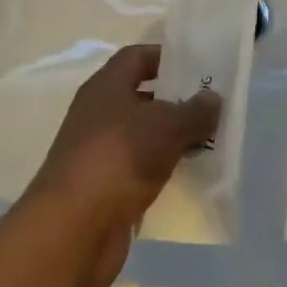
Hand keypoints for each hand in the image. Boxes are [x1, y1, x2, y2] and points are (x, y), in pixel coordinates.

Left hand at [24, 44, 219, 286]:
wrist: (73, 229)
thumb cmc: (119, 158)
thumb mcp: (166, 126)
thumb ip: (194, 110)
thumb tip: (213, 98)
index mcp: (106, 86)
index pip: (137, 57)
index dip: (166, 57)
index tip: (198, 66)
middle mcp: (98, 113)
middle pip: (142, 97)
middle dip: (176, 101)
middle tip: (212, 107)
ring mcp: (99, 152)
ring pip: (143, 136)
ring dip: (172, 139)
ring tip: (208, 142)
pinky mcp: (103, 189)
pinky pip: (139, 169)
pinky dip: (162, 170)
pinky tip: (189, 176)